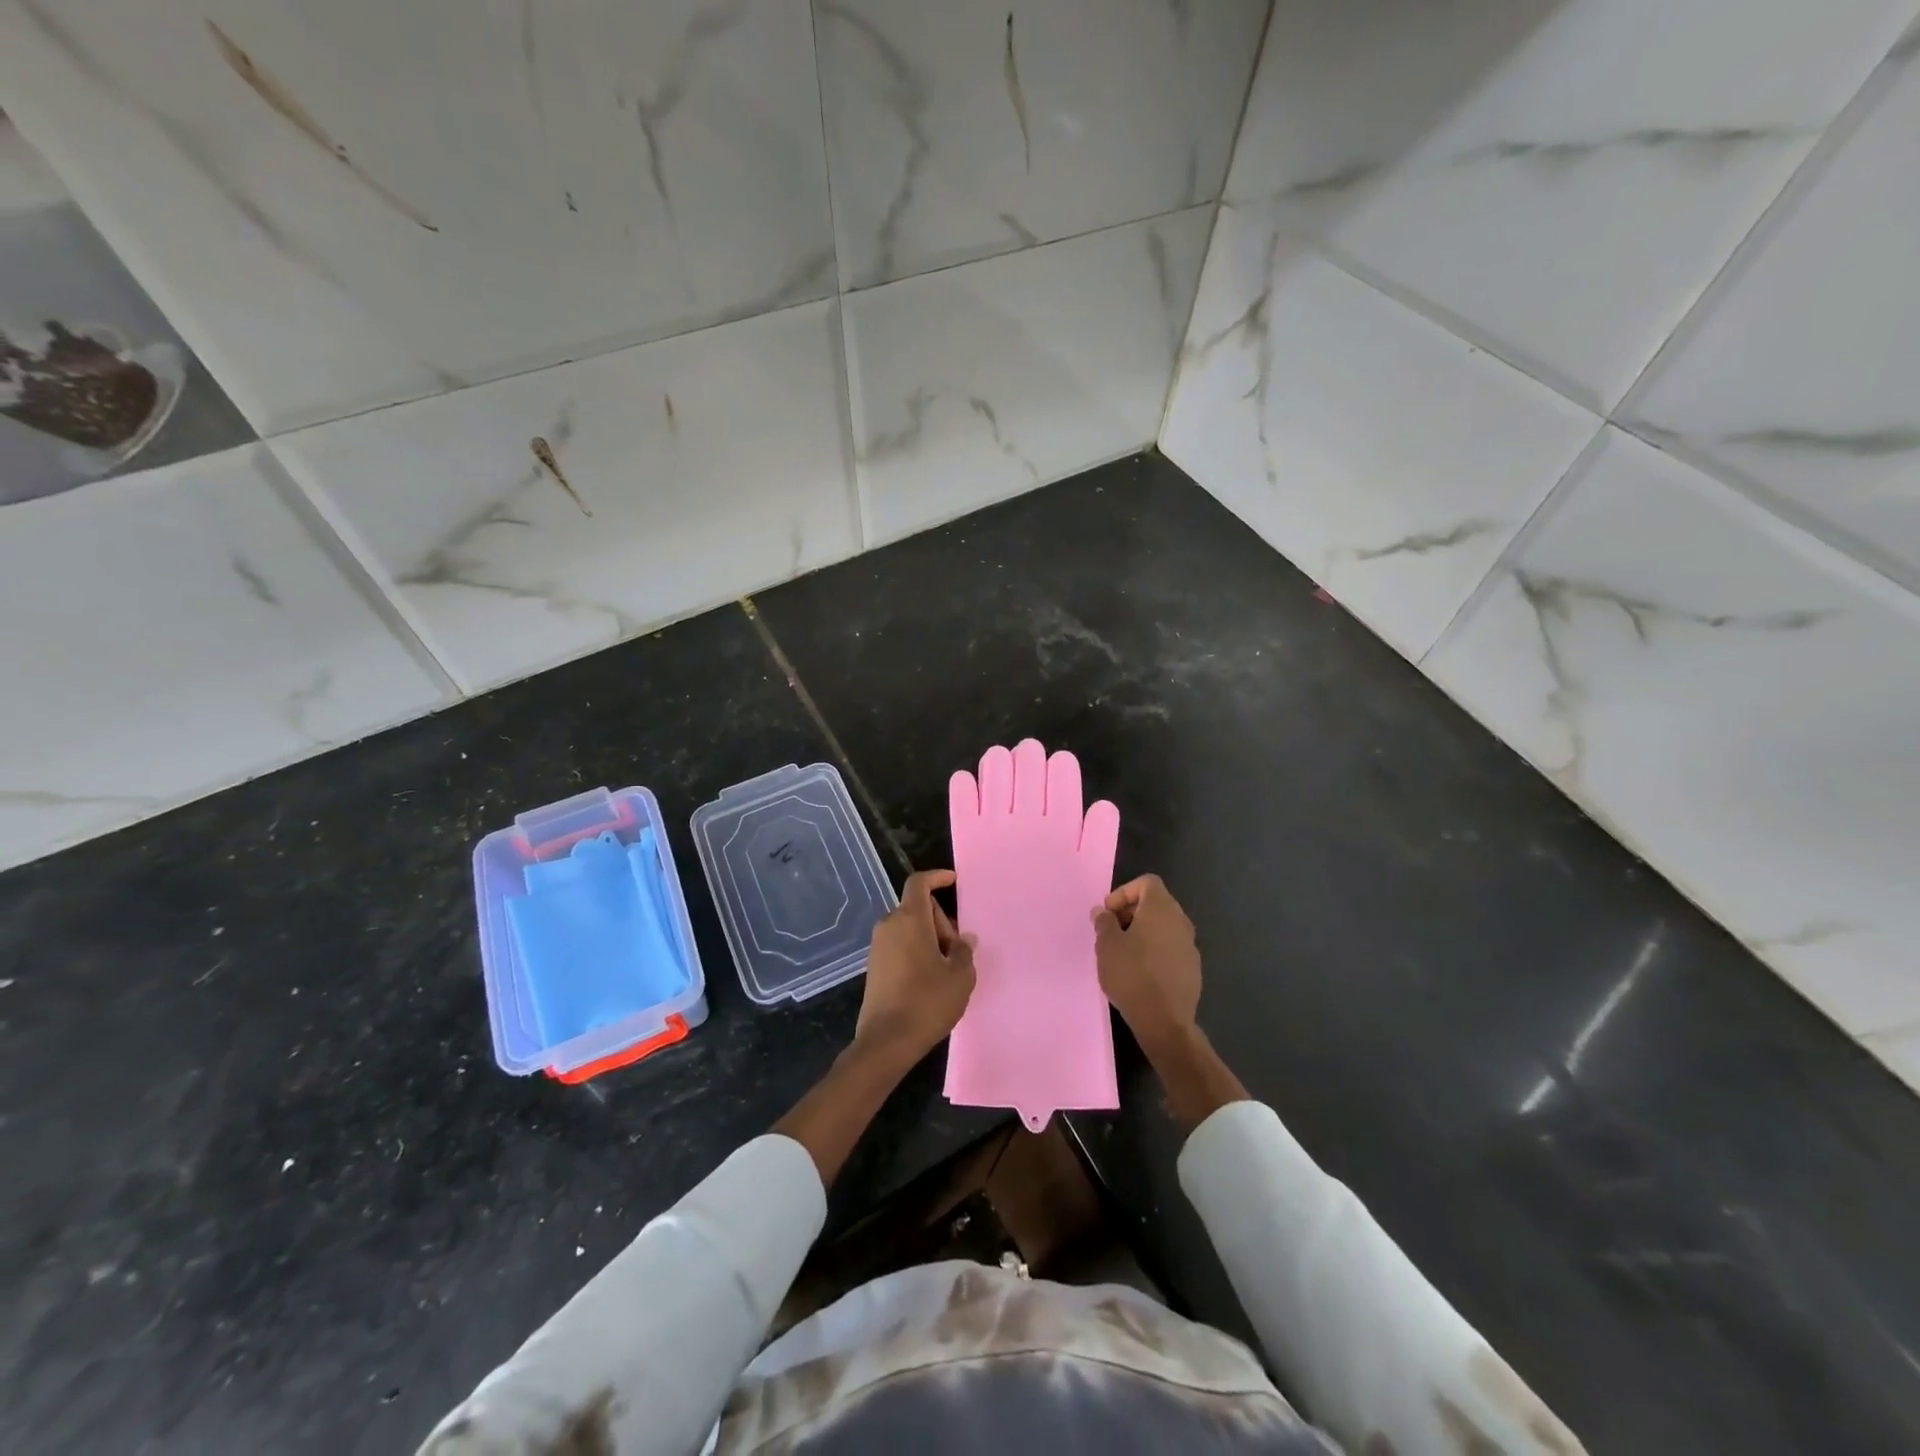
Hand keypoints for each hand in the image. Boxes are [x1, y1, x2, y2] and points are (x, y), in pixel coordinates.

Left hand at [854, 869, 976, 1068]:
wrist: (886, 1041)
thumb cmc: (927, 1002)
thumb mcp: (960, 976)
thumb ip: (964, 951)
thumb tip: (964, 939)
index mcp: (909, 919)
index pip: (919, 883)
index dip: (937, 877)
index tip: (954, 881)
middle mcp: (889, 925)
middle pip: (917, 908)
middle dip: (940, 921)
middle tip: (958, 950)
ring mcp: (878, 946)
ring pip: (909, 928)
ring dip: (930, 939)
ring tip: (948, 968)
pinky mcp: (874, 966)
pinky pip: (900, 945)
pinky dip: (916, 951)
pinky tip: (931, 979)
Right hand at [1093, 874, 1200, 1049]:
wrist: (1164, 1021)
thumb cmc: (1132, 975)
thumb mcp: (1107, 945)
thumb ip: (1104, 922)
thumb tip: (1103, 911)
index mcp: (1161, 908)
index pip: (1147, 882)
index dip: (1124, 892)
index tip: (1108, 913)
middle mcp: (1180, 921)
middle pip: (1156, 902)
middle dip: (1131, 911)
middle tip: (1111, 931)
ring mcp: (1190, 945)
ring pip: (1164, 926)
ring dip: (1143, 931)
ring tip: (1122, 952)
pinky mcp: (1193, 967)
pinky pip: (1171, 947)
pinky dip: (1155, 949)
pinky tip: (1140, 971)